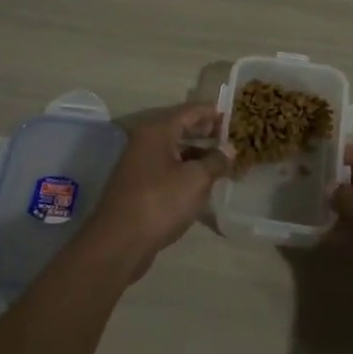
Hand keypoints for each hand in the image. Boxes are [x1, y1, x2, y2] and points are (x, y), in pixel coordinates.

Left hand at [89, 103, 231, 268]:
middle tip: (230, 137)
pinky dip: (185, 169)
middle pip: (180, 128)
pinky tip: (202, 181)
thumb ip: (215, 161)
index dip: (212, 112)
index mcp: (157, 131)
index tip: (233, 115)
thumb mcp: (196, 180)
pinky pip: (167, 167)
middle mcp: (145, 141)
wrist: (120, 242)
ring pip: (174, 149)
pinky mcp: (139, 184)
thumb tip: (229, 149)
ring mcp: (139, 163)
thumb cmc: (160, 202)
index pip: (190, 111)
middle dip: (205, 132)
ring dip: (197, 153)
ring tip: (221, 161)